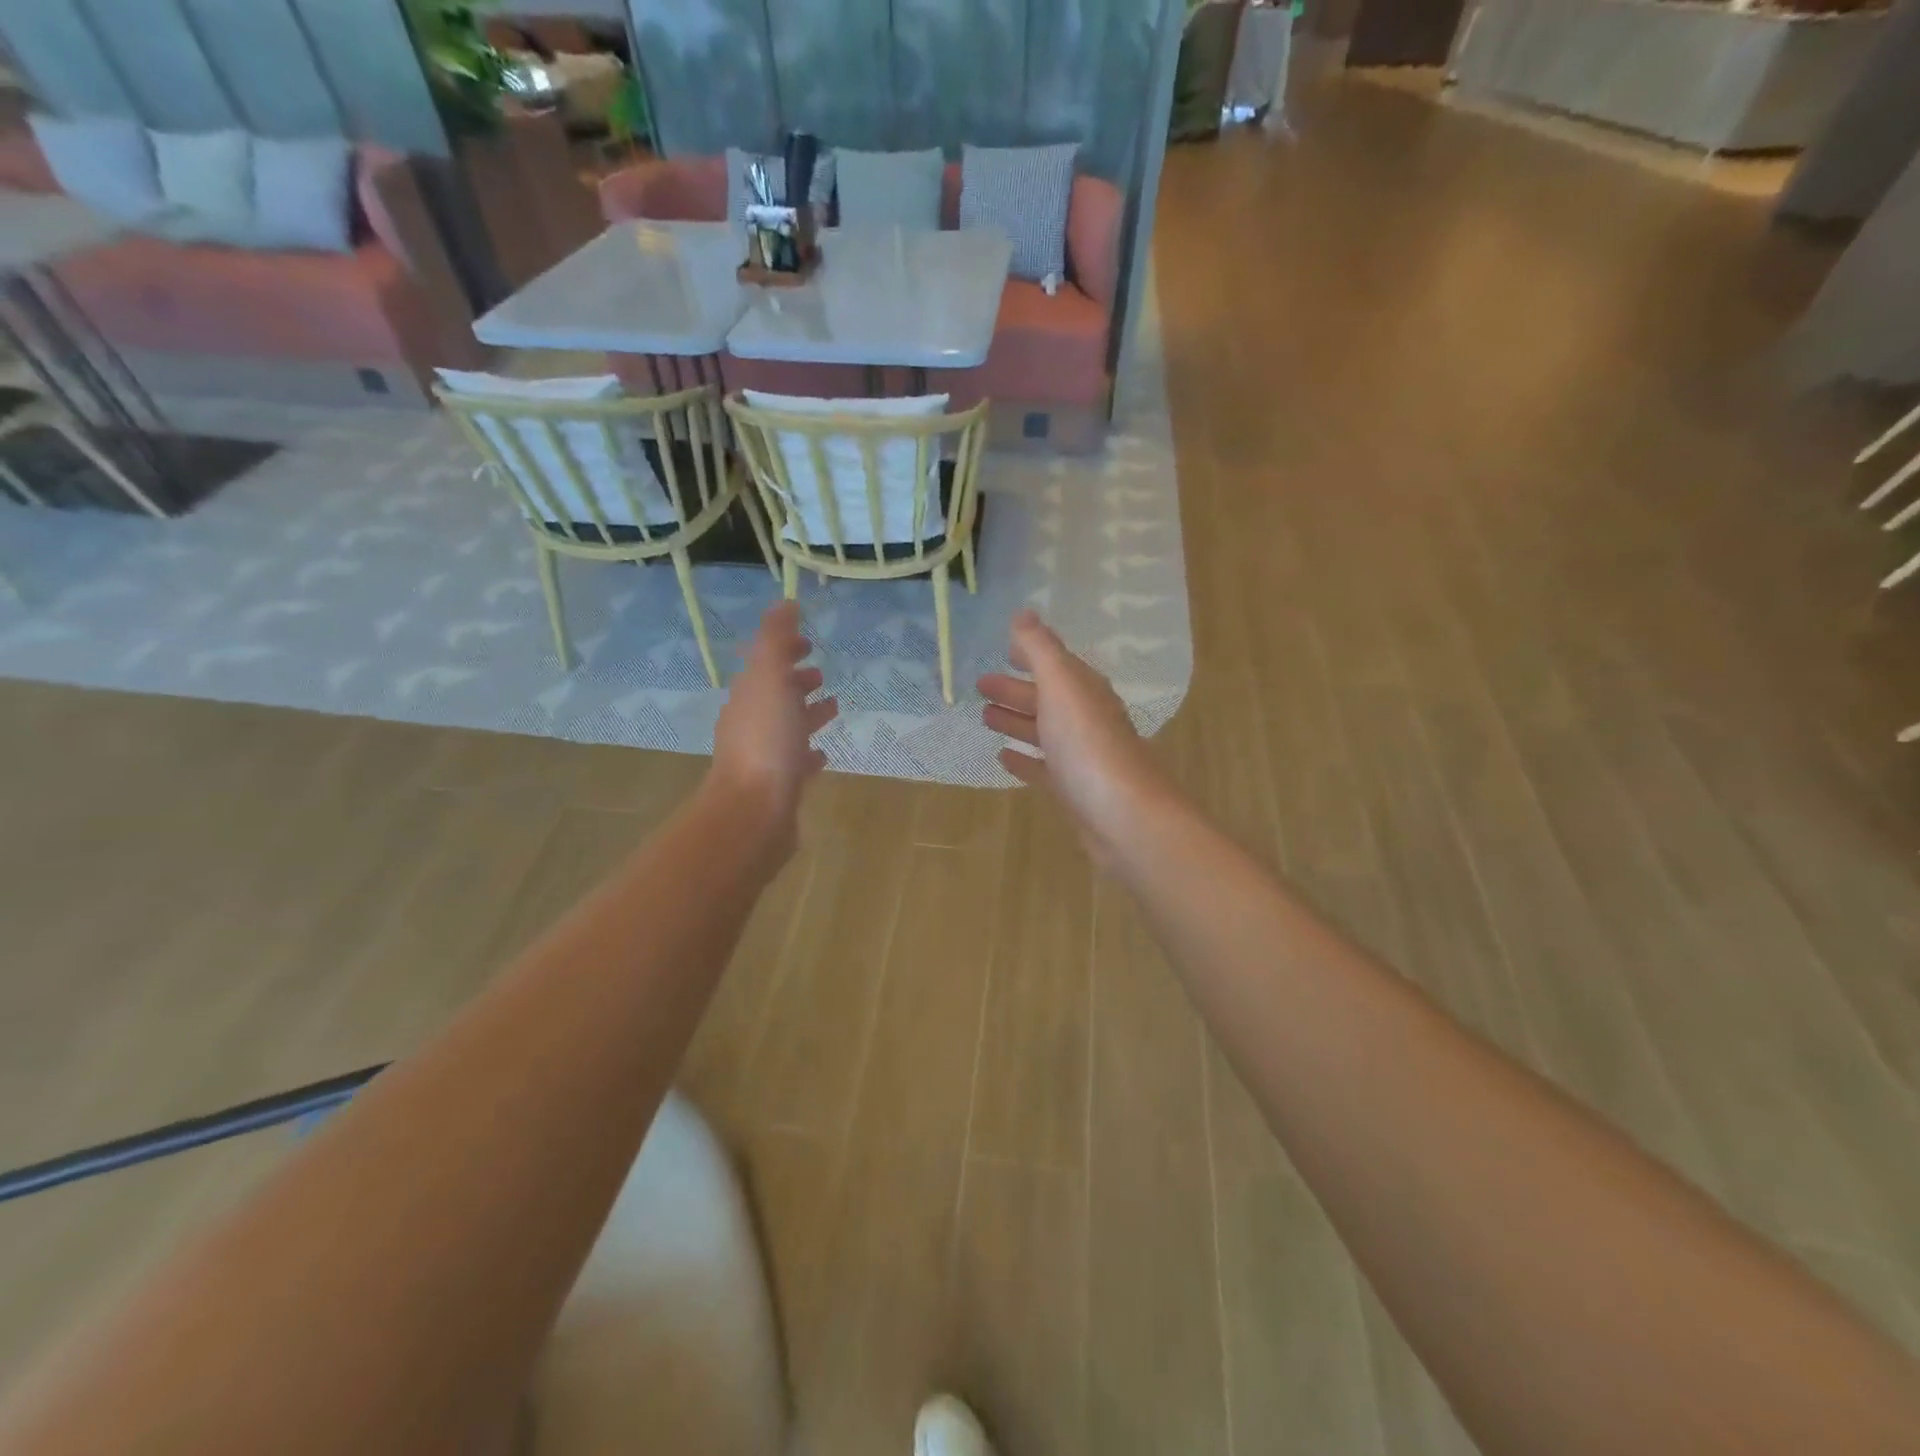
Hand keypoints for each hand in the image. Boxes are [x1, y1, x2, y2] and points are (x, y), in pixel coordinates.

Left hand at [710, 603, 836, 848]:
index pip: (764, 664)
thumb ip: (776, 640)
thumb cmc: (765, 741)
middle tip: (820, 674)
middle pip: (775, 695)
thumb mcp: (770, 678)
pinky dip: (809, 754)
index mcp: (748, 696)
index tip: (808, 643)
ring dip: (807, 714)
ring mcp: (765, 756)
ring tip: (835, 706)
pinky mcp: (779, 787)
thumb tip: (785, 602)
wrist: (753, 811)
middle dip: (796, 681)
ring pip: (788, 728)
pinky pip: (797, 763)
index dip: (784, 650)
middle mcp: (752, 724)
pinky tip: (823, 755)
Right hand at [978, 610, 1170, 864]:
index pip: (1056, 663)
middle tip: (980, 686)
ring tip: (984, 717)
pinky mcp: (1074, 790)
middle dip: (1016, 689)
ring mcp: (1081, 756)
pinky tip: (1003, 758)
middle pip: (1047, 697)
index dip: (1032, 653)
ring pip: (1044, 731)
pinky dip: (1024, 759)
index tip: (1005, 648)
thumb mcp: (1061, 687)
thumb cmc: (1089, 745)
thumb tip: (1024, 613)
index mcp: (1084, 690)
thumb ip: (1040, 650)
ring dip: (1016, 721)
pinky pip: (1044, 767)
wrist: (1124, 815)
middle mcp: (1086, 718)